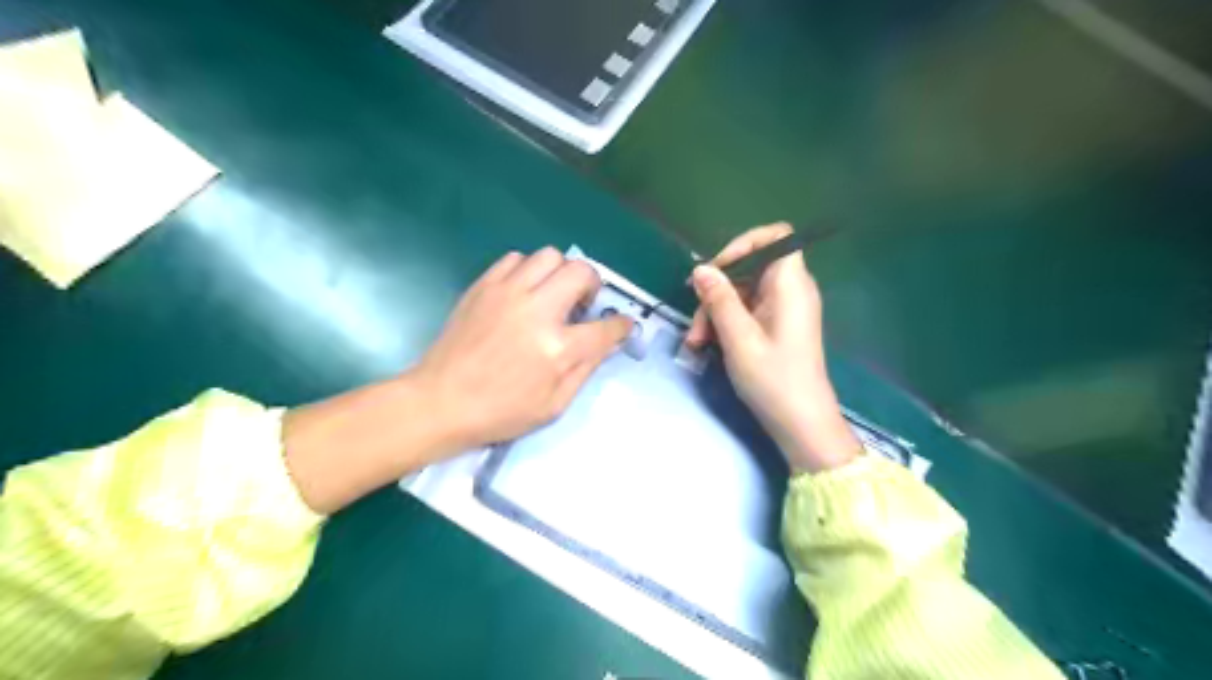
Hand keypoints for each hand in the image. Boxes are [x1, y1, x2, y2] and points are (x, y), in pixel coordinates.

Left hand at [282, 249, 625, 515]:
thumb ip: (586, 368)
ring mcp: (508, 292)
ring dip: (560, 272)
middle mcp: (537, 310)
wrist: (440, 401)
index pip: (606, 326)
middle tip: (582, 304)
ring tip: (552, 294)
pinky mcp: (484, 286)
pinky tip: (523, 291)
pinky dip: (528, 269)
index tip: (622, 325)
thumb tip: (606, 342)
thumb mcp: (553, 405)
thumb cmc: (500, 412)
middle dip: (592, 285)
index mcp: (558, 348)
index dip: (621, 325)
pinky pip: (515, 258)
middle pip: (581, 272)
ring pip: (550, 256)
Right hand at [687, 223, 865, 472]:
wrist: (801, 424)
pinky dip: (726, 324)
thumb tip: (701, 269)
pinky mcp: (776, 327)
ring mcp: (783, 310)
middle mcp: (790, 291)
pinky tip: (707, 345)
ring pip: (742, 293)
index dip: (745, 244)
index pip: (776, 237)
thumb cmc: (774, 380)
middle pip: (750, 268)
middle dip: (717, 290)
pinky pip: (747, 311)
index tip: (718, 269)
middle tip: (696, 320)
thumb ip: (719, 300)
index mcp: (790, 285)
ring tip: (696, 342)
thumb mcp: (738, 339)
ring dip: (715, 312)